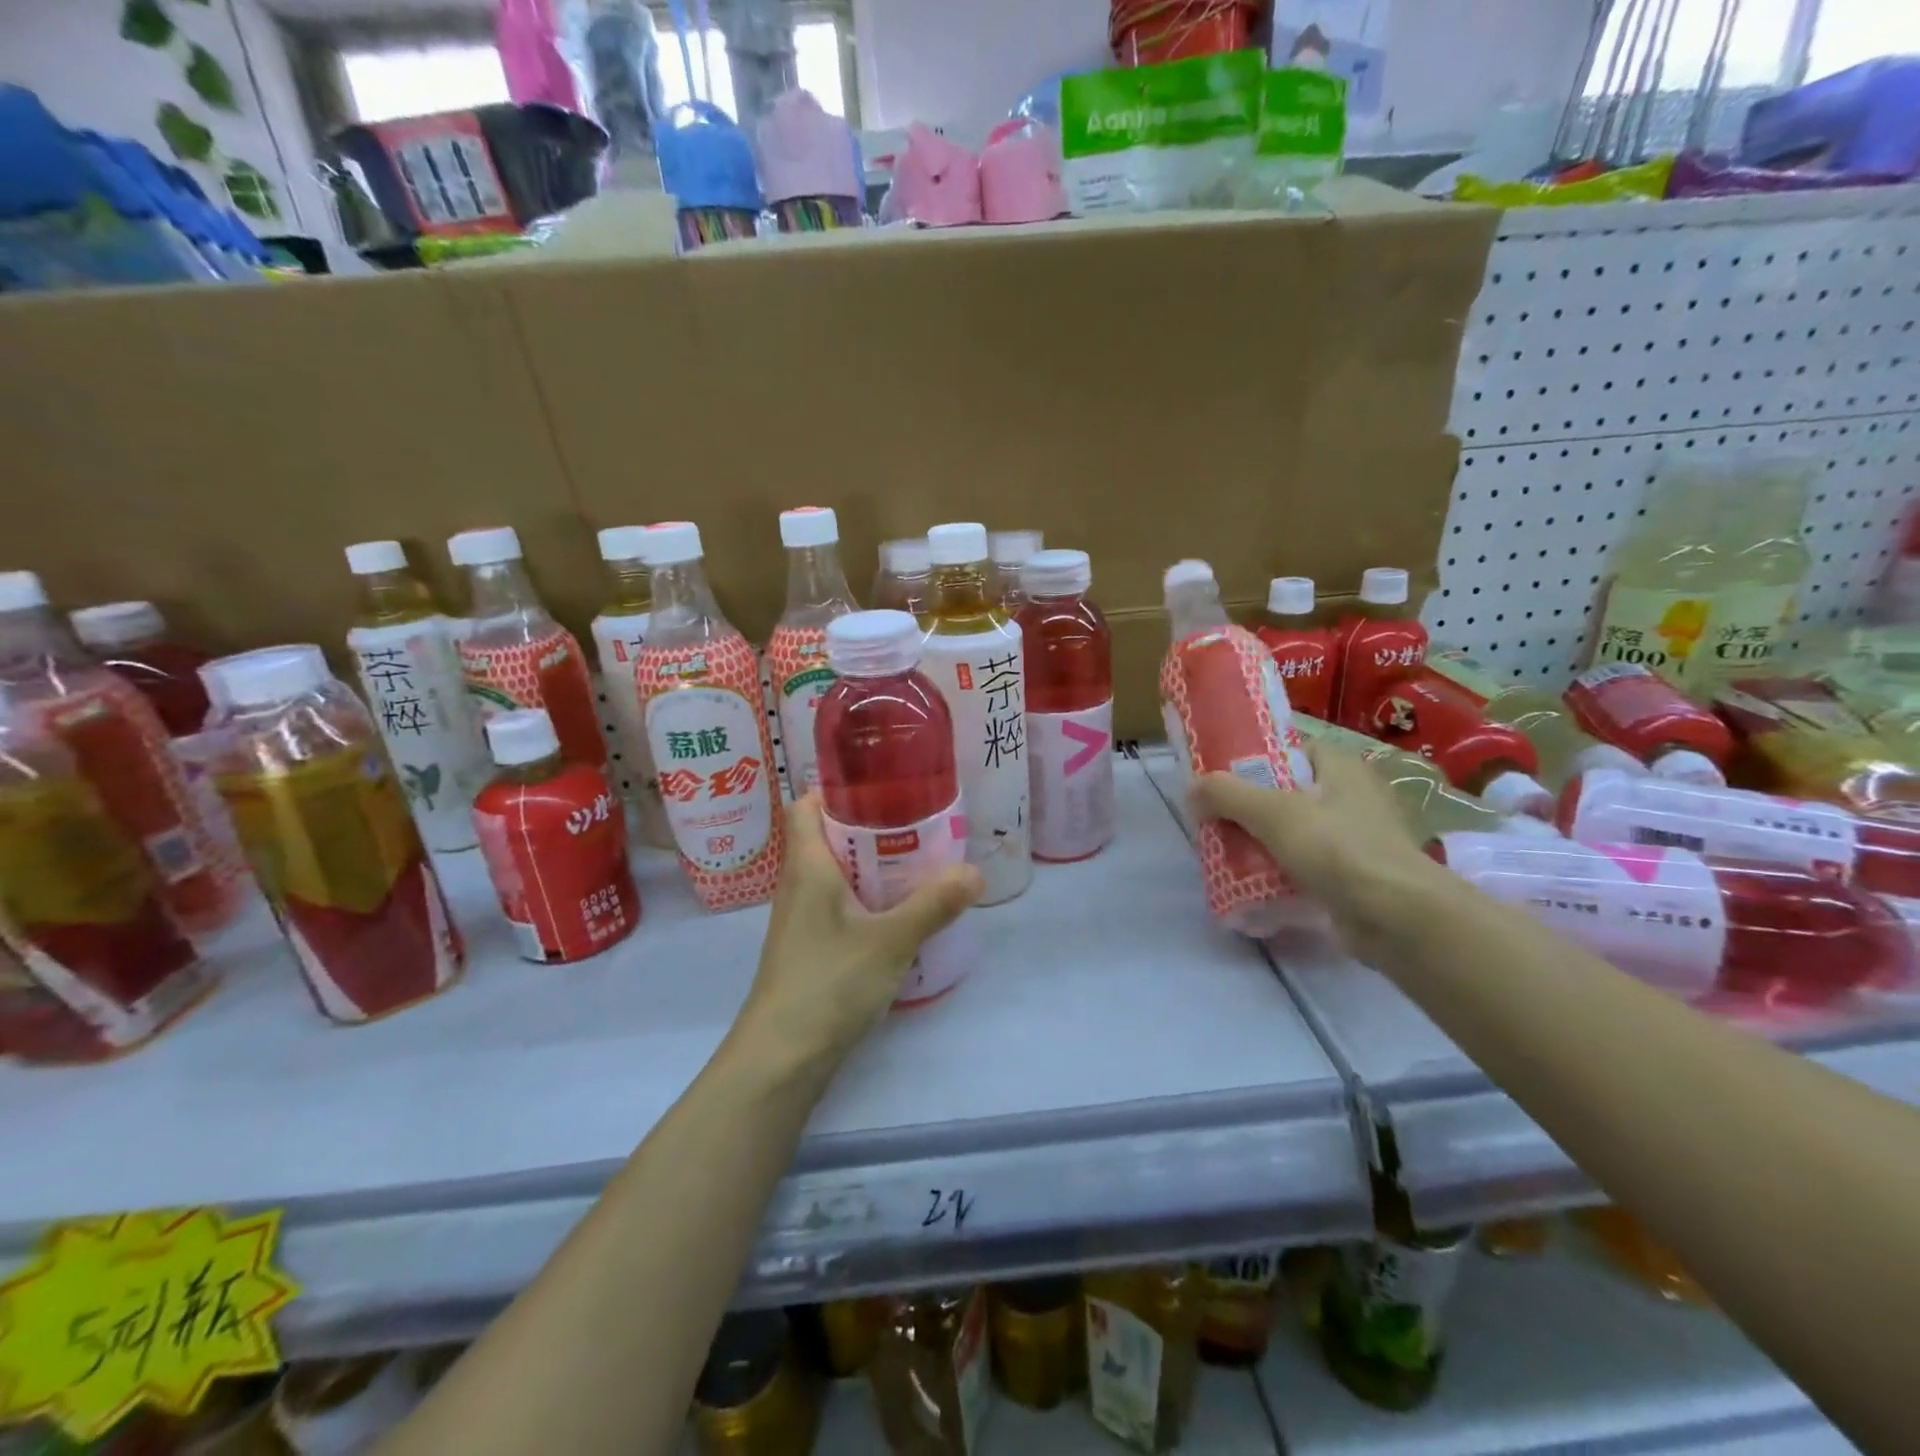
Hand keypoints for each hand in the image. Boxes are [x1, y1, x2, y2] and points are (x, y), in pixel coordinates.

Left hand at [733, 795, 982, 1076]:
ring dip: (866, 865)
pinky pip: (835, 905)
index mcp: (807, 866)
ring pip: (832, 874)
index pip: (805, 806)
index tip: (878, 786)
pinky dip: (863, 898)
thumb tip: (974, 872)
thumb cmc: (828, 982)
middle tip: (913, 823)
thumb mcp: (890, 940)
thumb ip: (934, 905)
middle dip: (866, 827)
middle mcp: (797, 885)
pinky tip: (895, 913)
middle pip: (824, 837)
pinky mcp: (807, 948)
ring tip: (913, 863)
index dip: (834, 789)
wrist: (781, 1056)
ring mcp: (799, 920)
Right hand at [1190, 742, 1445, 961]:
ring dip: (1262, 842)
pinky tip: (1254, 883)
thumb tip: (1192, 788)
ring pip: (1295, 831)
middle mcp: (1353, 796)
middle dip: (1250, 808)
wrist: (1397, 919)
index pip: (1291, 750)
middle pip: (1287, 792)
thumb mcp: (1273, 813)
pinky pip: (1308, 864)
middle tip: (1215, 820)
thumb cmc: (1338, 849)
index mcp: (1342, 767)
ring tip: (1226, 853)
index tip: (1220, 778)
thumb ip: (1227, 795)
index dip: (1254, 759)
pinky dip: (1281, 871)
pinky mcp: (1356, 875)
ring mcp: (1358, 837)